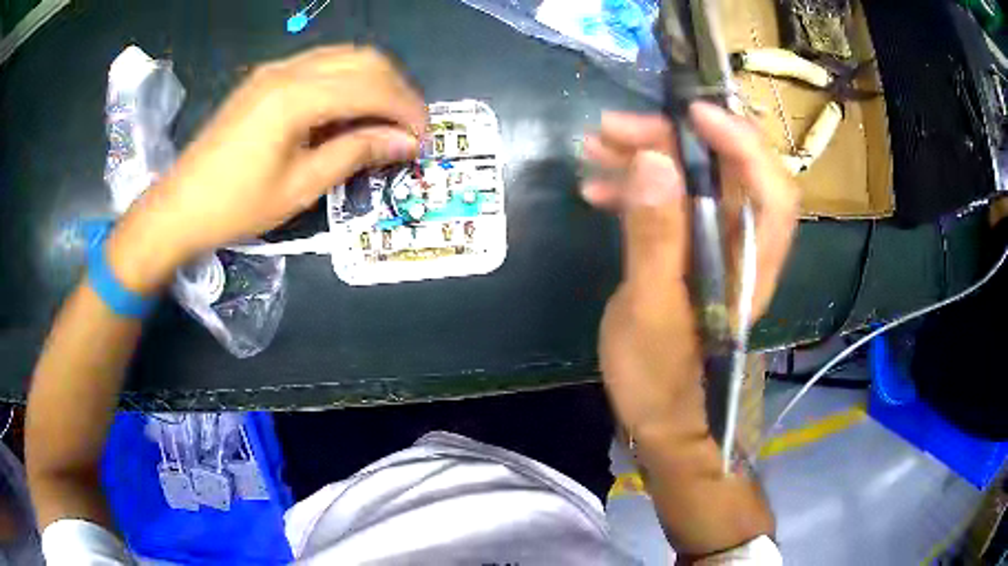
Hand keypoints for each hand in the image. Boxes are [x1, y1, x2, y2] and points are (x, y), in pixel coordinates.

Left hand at [107, 46, 427, 292]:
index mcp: (297, 97)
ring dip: (375, 81)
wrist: (180, 205)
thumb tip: (404, 142)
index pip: (373, 87)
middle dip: (398, 90)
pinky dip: (348, 80)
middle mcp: (290, 69)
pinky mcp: (266, 78)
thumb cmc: (237, 206)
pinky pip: (321, 64)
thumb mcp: (301, 187)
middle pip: (365, 60)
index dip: (407, 110)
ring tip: (385, 119)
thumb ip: (355, 153)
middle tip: (409, 128)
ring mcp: (276, 69)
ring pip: (346, 56)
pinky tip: (349, 109)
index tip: (424, 138)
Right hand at [583, 101, 797, 439]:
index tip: (692, 112)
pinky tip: (596, 186)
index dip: (742, 142)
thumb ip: (656, 236)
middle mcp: (740, 243)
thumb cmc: (659, 377)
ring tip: (595, 147)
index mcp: (750, 262)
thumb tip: (654, 160)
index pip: (770, 188)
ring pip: (693, 179)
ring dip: (647, 155)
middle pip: (725, 170)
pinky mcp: (686, 246)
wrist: (658, 416)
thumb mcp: (649, 308)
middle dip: (673, 139)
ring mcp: (712, 242)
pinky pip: (669, 200)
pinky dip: (636, 185)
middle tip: (614, 129)